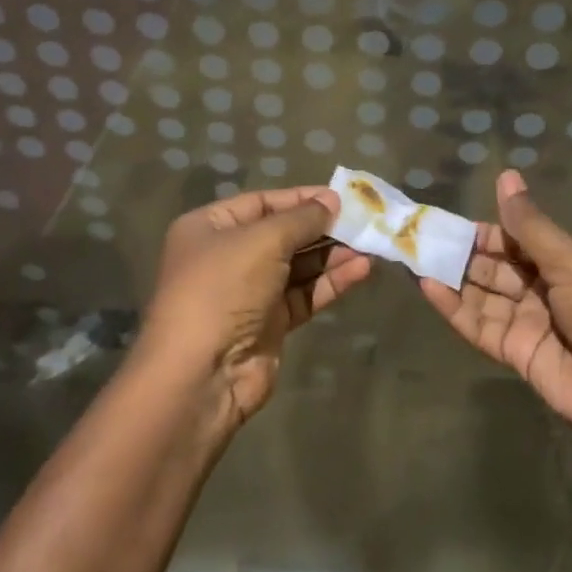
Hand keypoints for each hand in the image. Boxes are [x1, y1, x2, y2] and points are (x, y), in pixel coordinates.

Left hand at [142, 186, 371, 427]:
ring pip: (298, 266)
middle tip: (363, 220)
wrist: (201, 376)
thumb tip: (332, 200)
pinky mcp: (269, 324)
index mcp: (211, 228)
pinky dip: (331, 282)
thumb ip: (302, 218)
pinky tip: (361, 270)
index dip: (302, 198)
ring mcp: (248, 293)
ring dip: (333, 254)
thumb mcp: (263, 241)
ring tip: (370, 243)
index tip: (341, 196)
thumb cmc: (223, 289)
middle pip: (283, 234)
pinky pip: (305, 294)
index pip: (263, 203)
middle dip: (323, 227)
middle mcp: (227, 257)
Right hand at [419, 170, 571, 466]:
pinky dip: (455, 308)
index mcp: (564, 259)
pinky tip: (428, 288)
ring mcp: (529, 322)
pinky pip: (481, 327)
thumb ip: (530, 226)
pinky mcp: (518, 354)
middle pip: (494, 266)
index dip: (482, 229)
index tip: (444, 219)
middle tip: (417, 237)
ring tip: (412, 258)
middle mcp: (544, 287)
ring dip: (451, 277)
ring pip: (483, 294)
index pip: (514, 237)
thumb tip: (505, 175)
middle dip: (460, 252)